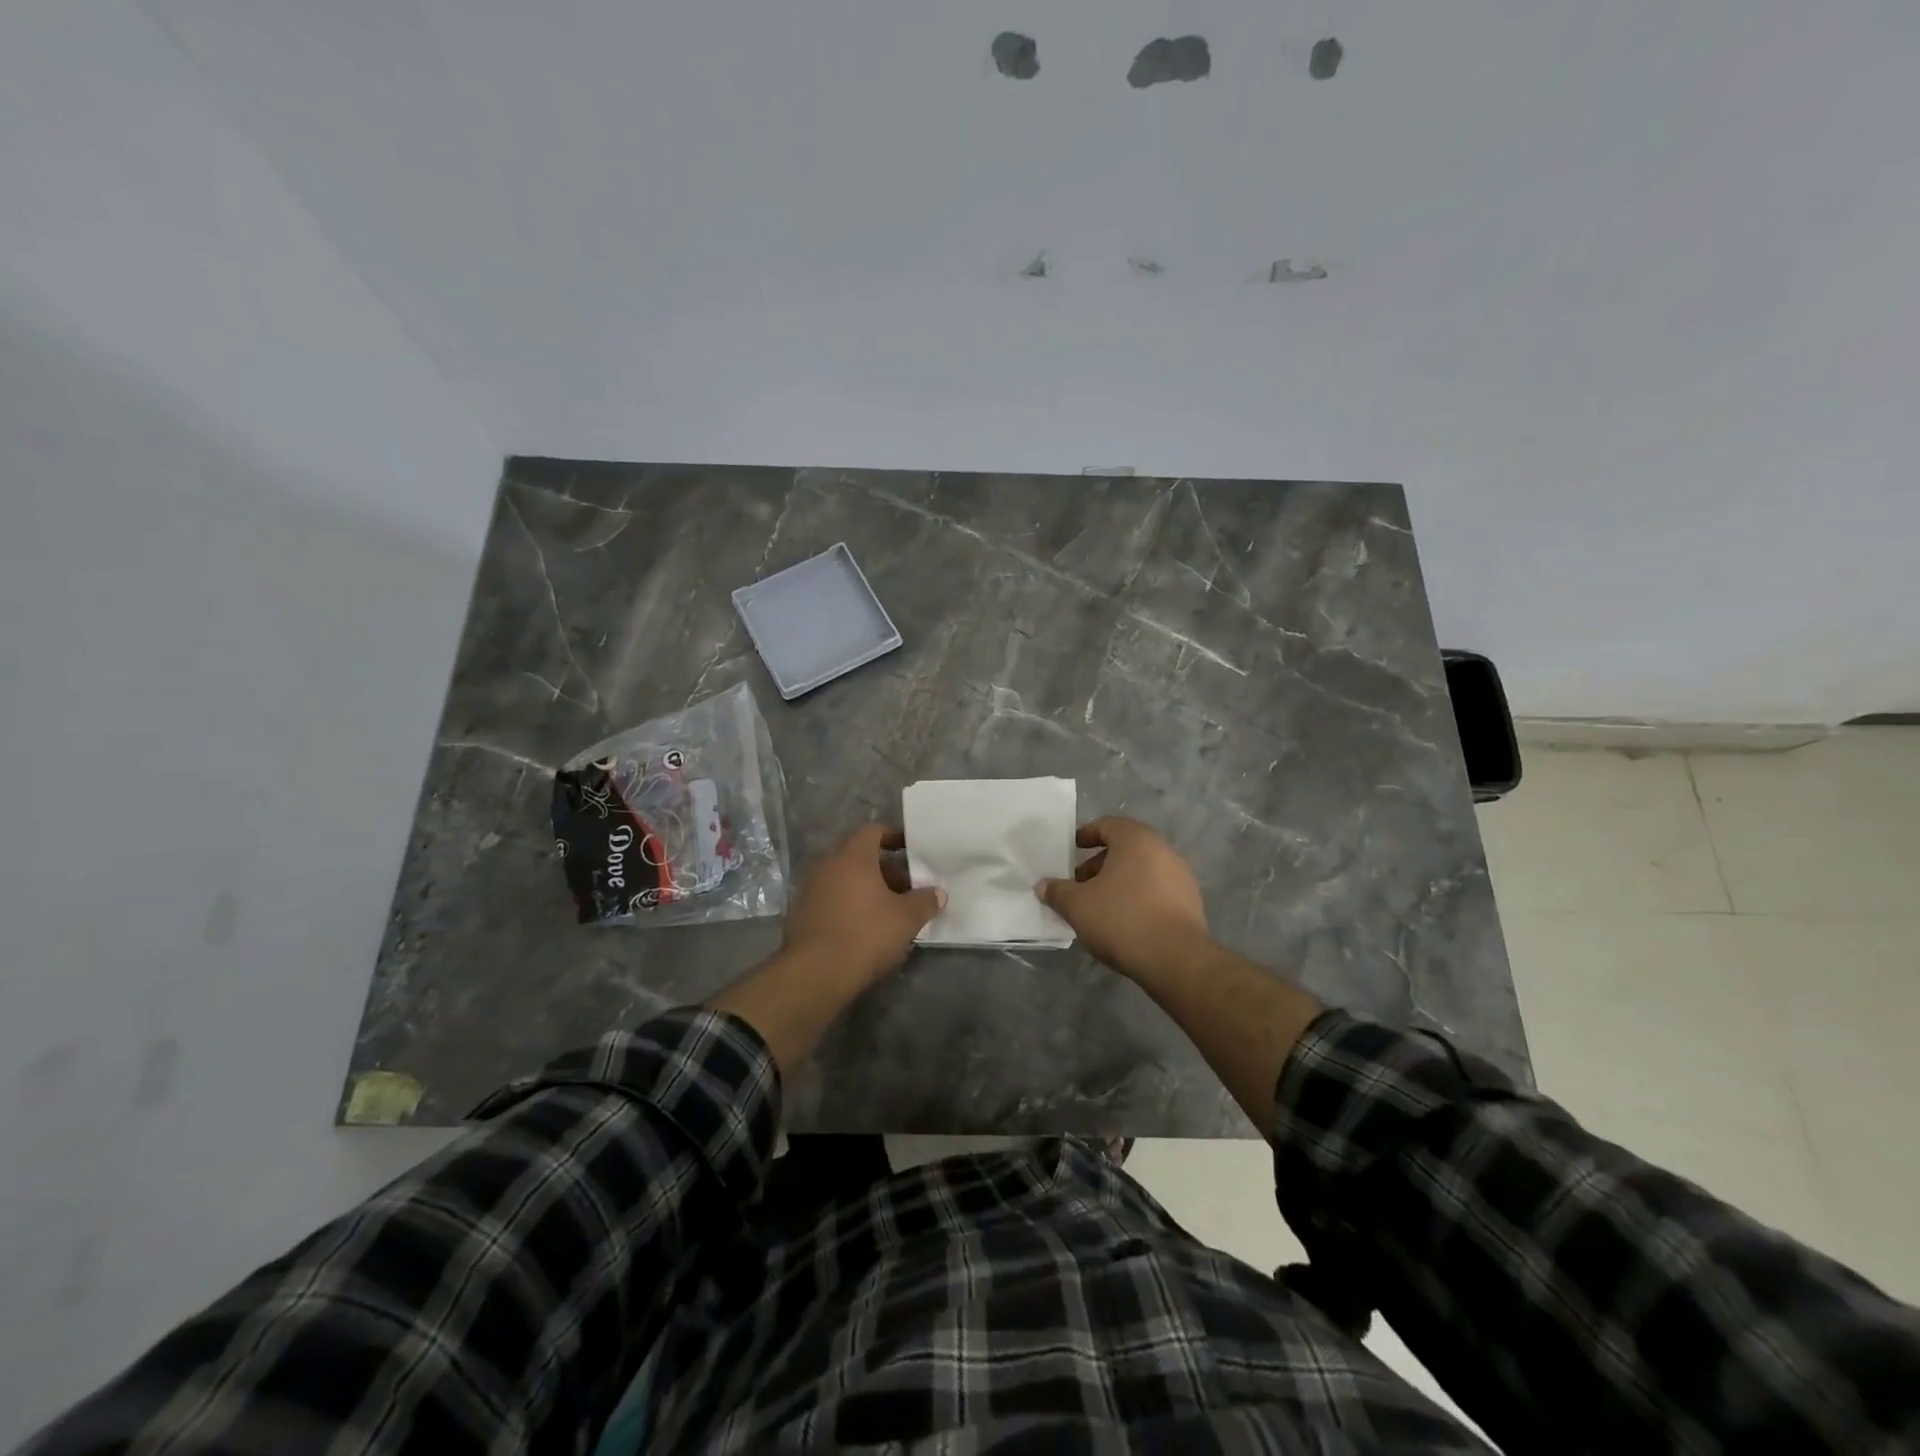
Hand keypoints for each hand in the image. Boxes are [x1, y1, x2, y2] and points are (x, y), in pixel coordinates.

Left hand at [781, 824, 945, 987]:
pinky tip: (864, 930)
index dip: (893, 837)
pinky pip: (831, 899)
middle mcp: (827, 865)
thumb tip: (938, 893)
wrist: (814, 974)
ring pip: (844, 880)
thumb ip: (925, 901)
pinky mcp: (800, 914)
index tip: (911, 851)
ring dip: (867, 890)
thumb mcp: (906, 919)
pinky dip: (849, 906)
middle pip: (859, 857)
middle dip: (885, 871)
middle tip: (907, 890)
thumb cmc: (865, 934)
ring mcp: (809, 889)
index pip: (872, 831)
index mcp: (852, 856)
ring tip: (889, 913)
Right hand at [1037, 817, 1209, 984]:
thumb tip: (1043, 885)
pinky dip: (1137, 898)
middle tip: (1078, 885)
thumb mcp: (1077, 906)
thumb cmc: (1122, 920)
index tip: (1070, 851)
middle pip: (1125, 849)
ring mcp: (1181, 877)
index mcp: (1137, 839)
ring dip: (1117, 883)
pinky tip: (1123, 922)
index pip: (1107, 825)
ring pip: (1141, 871)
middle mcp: (1163, 850)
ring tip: (1098, 907)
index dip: (1085, 835)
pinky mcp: (1191, 903)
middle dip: (1098, 864)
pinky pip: (1156, 891)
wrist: (1177, 960)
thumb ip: (1057, 891)